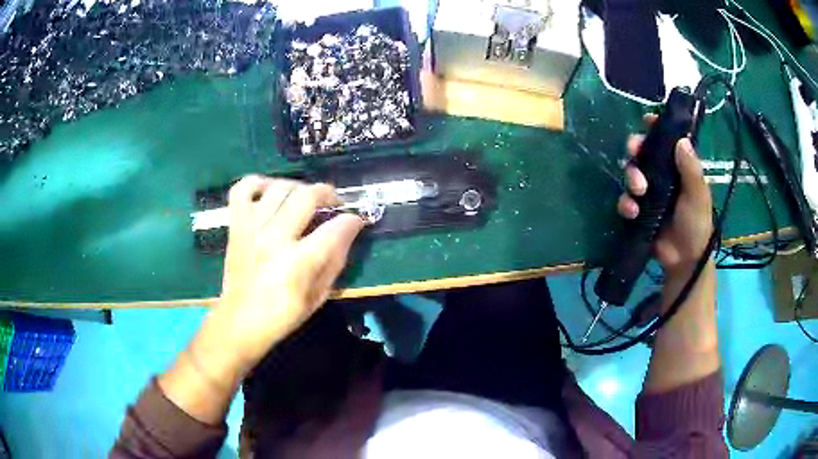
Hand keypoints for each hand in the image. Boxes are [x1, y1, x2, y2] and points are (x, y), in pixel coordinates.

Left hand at [216, 175, 364, 367]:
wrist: (240, 322)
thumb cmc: (282, 315)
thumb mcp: (318, 296)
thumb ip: (335, 260)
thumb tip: (348, 230)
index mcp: (297, 263)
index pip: (335, 228)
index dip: (352, 219)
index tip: (356, 219)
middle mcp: (274, 238)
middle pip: (306, 196)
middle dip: (328, 193)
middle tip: (333, 203)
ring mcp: (251, 228)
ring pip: (279, 187)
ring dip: (298, 187)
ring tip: (304, 198)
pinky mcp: (236, 226)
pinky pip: (243, 189)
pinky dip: (258, 183)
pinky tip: (270, 192)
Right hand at [617, 115, 713, 277]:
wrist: (684, 260)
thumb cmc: (697, 224)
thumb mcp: (698, 196)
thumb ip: (691, 169)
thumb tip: (681, 140)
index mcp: (679, 167)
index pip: (667, 140)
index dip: (656, 128)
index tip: (647, 121)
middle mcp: (662, 175)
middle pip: (643, 151)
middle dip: (636, 149)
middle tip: (634, 152)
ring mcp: (649, 193)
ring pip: (631, 172)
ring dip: (631, 177)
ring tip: (639, 192)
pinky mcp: (638, 210)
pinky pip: (626, 199)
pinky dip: (626, 203)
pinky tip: (633, 212)